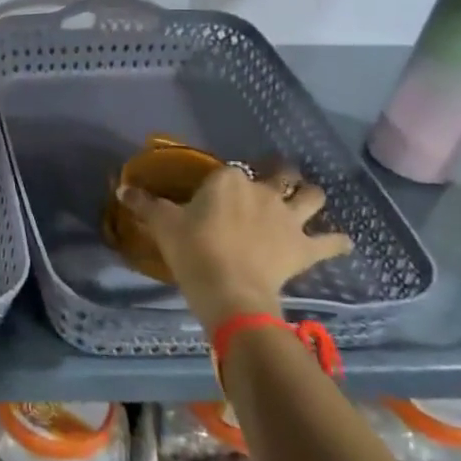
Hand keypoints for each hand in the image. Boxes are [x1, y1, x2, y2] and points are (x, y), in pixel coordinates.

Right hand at [116, 164, 352, 327]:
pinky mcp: (305, 247)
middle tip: (272, 184)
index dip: (227, 180)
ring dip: (311, 196)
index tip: (218, 192)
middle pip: (280, 174)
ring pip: (313, 196)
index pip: (231, 170)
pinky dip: (337, 242)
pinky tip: (339, 242)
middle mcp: (263, 191)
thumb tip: (121, 189)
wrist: (229, 290)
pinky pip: (332, 242)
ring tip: (306, 202)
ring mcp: (289, 218)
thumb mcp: (162, 225)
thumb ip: (144, 204)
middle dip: (280, 175)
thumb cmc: (192, 251)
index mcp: (229, 180)